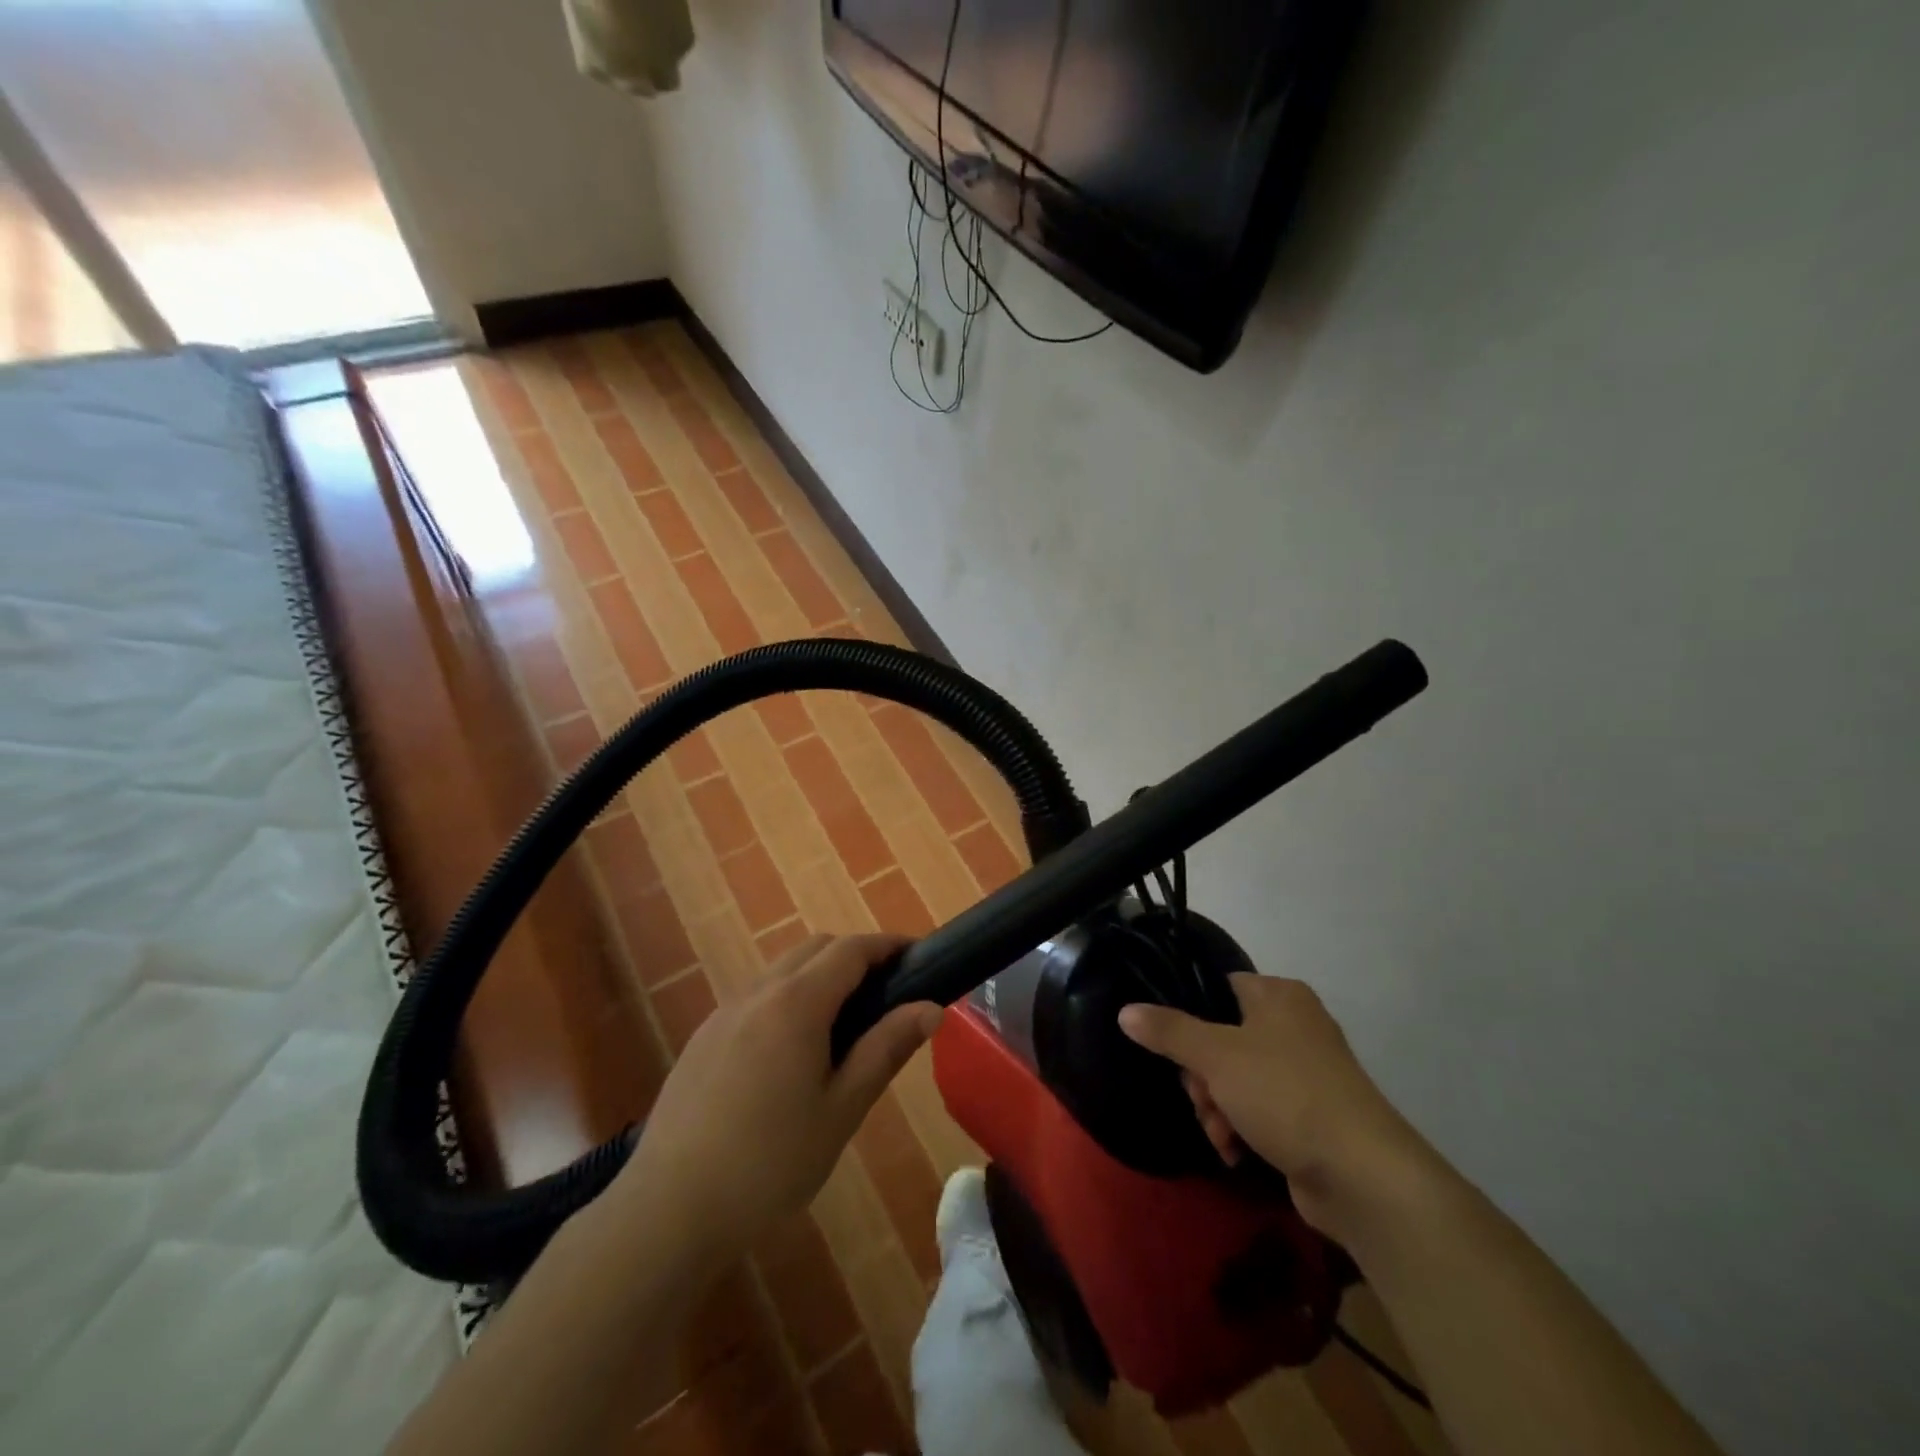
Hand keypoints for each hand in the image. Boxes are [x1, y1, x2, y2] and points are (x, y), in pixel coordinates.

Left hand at [617, 933, 939, 1264]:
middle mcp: (758, 991)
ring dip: (820, 975)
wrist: (669, 1210)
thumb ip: (886, 1049)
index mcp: (797, 1002)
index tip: (918, 957)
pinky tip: (791, 1051)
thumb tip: (930, 1008)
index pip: (851, 949)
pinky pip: (756, 996)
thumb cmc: (770, 1162)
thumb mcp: (842, 1109)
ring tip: (844, 1025)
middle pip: (816, 948)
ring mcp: (725, 1011)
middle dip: (856, 956)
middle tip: (887, 994)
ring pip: (783, 969)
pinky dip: (788, 998)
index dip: (888, 945)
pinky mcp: (703, 1036)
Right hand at [1118, 973, 1431, 1234]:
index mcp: (1278, 996)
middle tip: (1201, 1097)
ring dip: (1216, 1107)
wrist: (1363, 1176)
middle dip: (1201, 1076)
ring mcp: (1303, 1072)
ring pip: (1234, 1078)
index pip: (1218, 988)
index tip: (1174, 1047)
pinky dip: (1240, 1127)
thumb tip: (1125, 1010)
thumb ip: (1168, 1030)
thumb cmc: (1286, 1094)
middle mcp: (1294, 1025)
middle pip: (1220, 1038)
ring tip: (1220, 1133)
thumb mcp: (1216, 1055)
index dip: (1190, 1016)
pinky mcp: (1308, 1115)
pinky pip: (1257, 1109)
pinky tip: (1234, 1151)